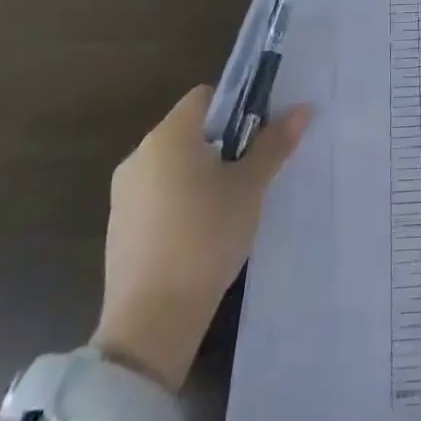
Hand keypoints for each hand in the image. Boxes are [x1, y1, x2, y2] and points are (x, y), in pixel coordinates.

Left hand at [93, 85, 310, 392]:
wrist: (150, 324)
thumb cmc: (206, 238)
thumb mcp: (250, 188)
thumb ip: (274, 144)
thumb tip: (302, 108)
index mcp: (169, 135)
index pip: (206, 96)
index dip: (236, 106)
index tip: (258, 134)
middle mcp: (140, 154)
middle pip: (189, 130)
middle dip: (221, 143)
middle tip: (250, 170)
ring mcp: (123, 194)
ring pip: (173, 165)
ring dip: (199, 174)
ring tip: (229, 204)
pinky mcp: (118, 229)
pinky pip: (156, 196)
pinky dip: (179, 202)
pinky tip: (200, 233)